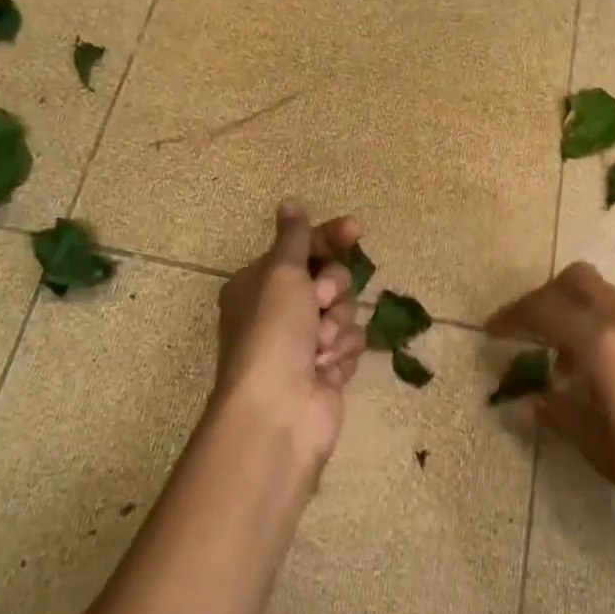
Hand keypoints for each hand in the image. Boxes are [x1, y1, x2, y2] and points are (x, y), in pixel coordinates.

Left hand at [210, 202, 367, 484]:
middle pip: (331, 280)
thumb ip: (293, 238)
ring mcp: (304, 342)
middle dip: (334, 290)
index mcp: (259, 284)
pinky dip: (341, 353)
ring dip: (337, 326)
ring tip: (319, 347)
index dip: (329, 238)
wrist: (279, 409)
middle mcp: (280, 311)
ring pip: (346, 313)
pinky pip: (350, 343)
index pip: (303, 249)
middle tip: (320, 303)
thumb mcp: (281, 273)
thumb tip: (290, 204)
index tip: (354, 231)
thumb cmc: (273, 332)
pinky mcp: (325, 368)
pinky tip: (325, 369)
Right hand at [486, 263, 614, 526]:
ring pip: (601, 294)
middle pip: (576, 280)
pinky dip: (596, 325)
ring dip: (571, 312)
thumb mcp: (598, 448)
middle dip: (543, 297)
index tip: (491, 332)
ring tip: (559, 364)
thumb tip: (526, 403)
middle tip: (524, 331)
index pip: (545, 310)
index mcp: (603, 345)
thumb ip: (559, 415)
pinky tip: (596, 371)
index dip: (512, 316)